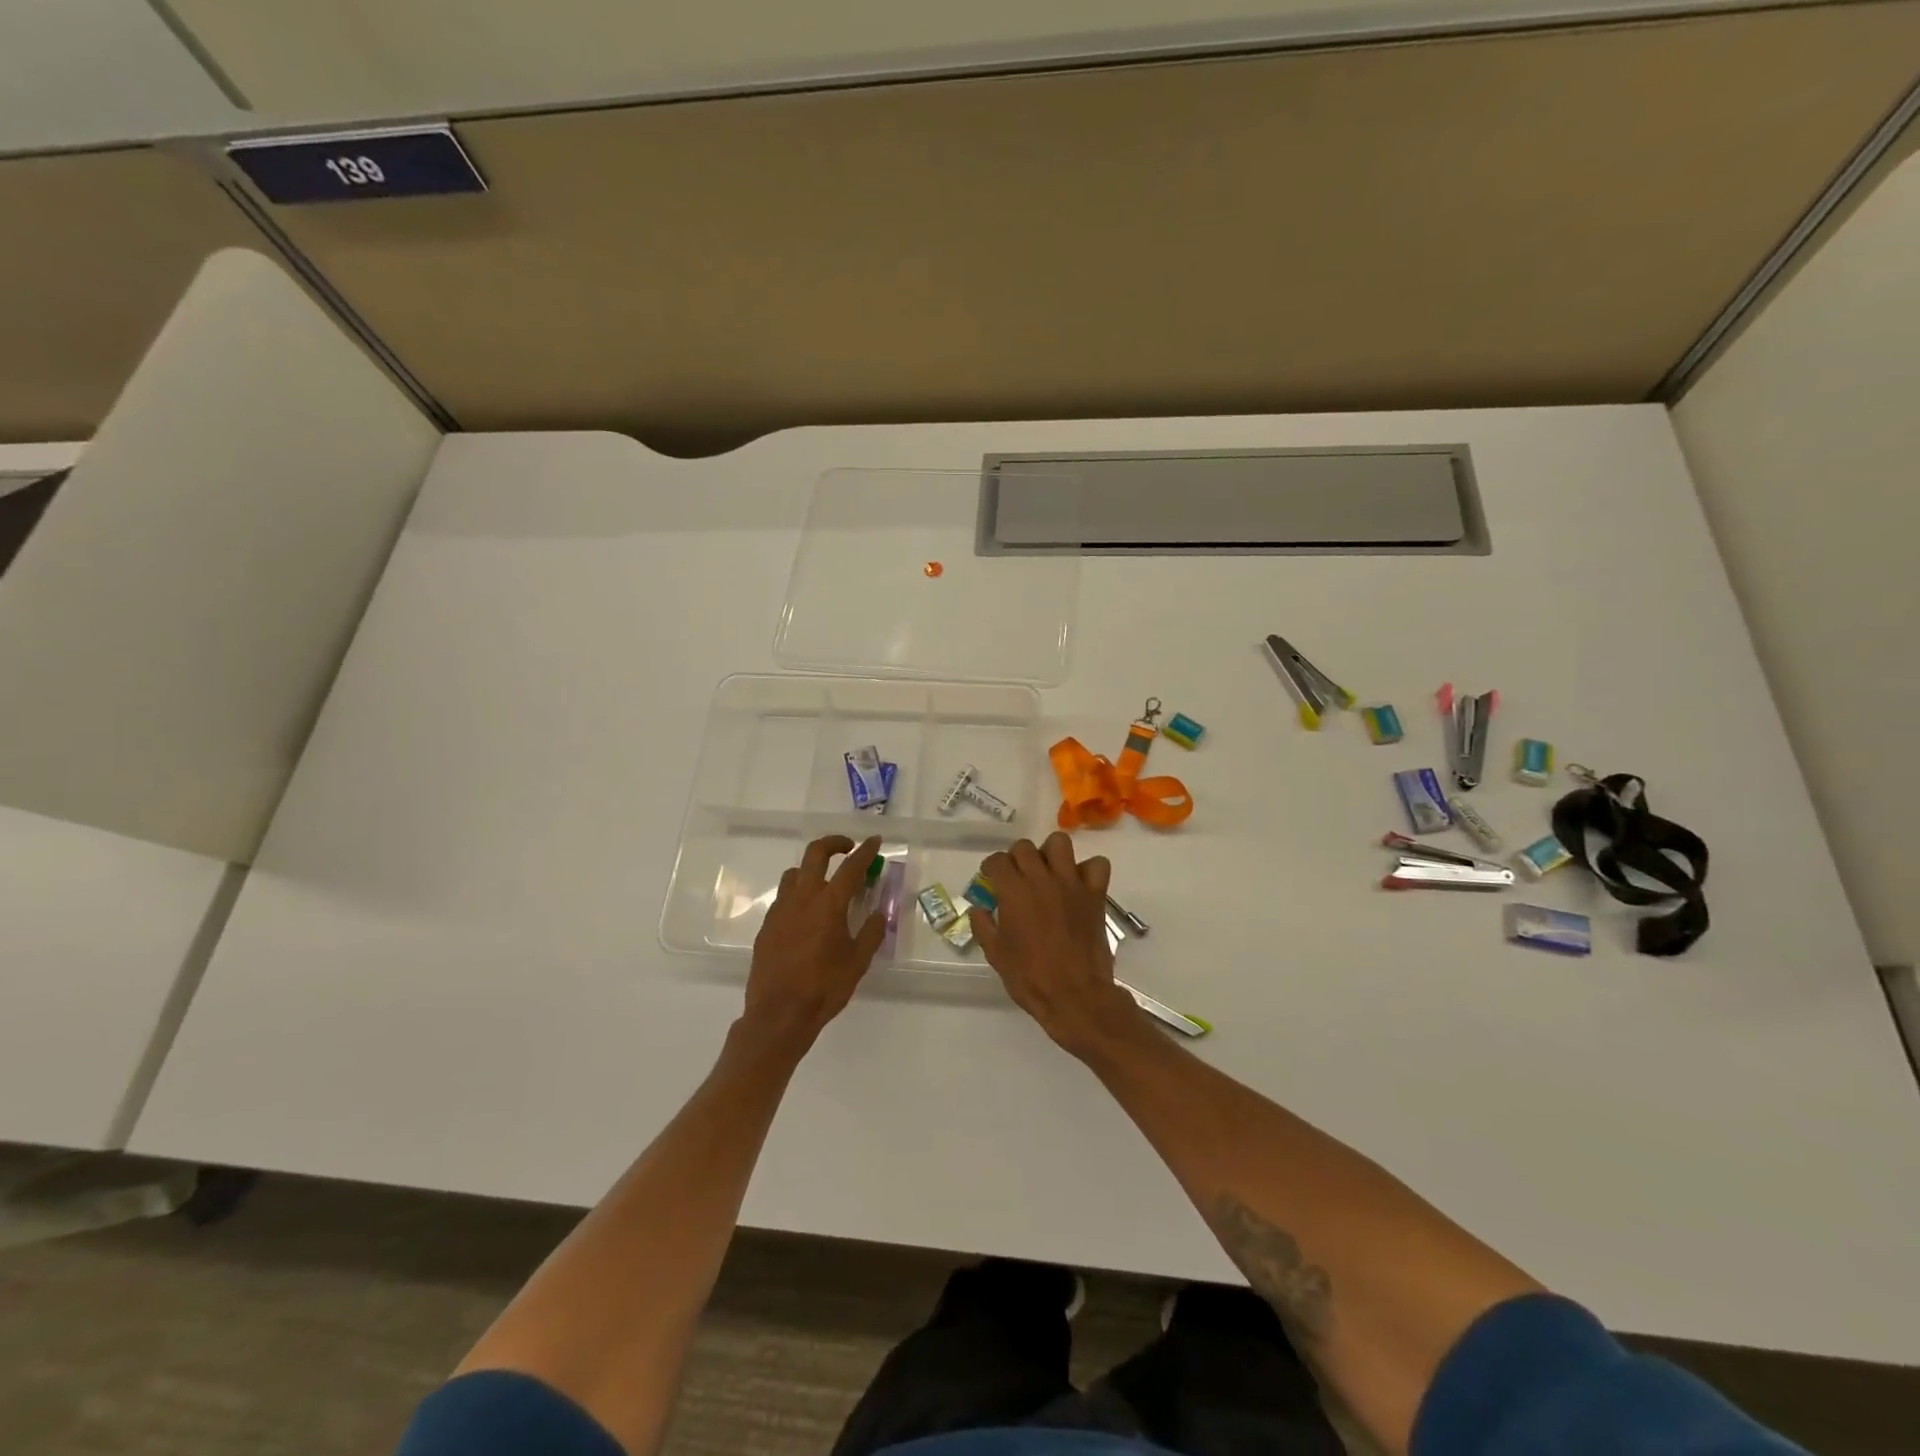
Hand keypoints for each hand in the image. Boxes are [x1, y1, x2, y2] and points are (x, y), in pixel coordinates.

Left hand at [744, 834, 886, 1045]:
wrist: (778, 1014)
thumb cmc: (823, 988)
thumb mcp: (857, 962)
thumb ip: (870, 933)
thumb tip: (879, 914)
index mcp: (829, 904)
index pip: (851, 867)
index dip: (865, 851)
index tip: (875, 840)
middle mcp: (803, 898)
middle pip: (815, 854)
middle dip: (834, 843)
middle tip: (848, 848)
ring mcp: (781, 910)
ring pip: (794, 873)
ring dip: (812, 869)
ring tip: (825, 883)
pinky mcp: (767, 925)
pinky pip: (784, 897)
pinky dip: (798, 894)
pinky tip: (807, 915)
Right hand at [971, 832, 1137, 1057]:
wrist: (1075, 996)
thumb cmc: (1030, 977)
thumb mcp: (996, 955)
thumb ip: (983, 926)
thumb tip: (978, 909)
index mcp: (1014, 892)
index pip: (998, 861)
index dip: (991, 868)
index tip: (991, 879)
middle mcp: (1042, 879)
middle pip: (1024, 847)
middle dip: (1016, 858)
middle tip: (1016, 878)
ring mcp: (1071, 884)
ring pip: (1060, 844)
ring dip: (1050, 853)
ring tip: (1047, 872)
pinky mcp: (1095, 894)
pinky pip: (1097, 865)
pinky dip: (1088, 870)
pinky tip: (1079, 884)